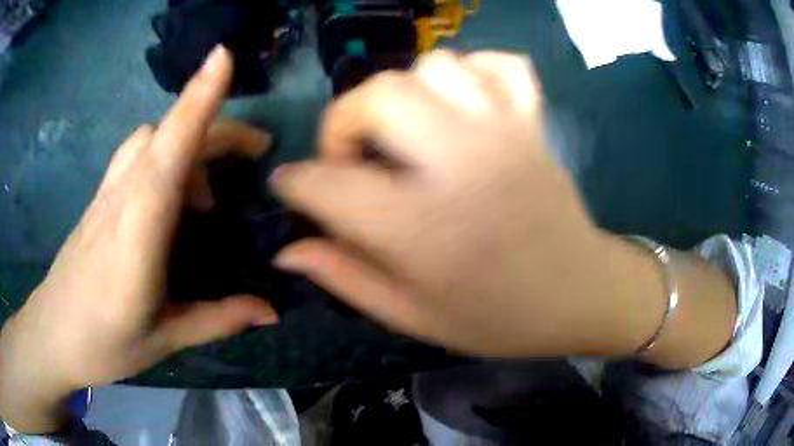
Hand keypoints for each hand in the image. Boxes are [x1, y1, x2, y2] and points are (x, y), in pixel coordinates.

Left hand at [0, 46, 276, 432]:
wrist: (52, 334)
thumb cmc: (101, 343)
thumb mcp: (163, 340)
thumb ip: (217, 319)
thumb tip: (271, 311)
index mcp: (137, 234)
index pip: (168, 152)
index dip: (196, 100)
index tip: (224, 57)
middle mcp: (121, 198)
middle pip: (168, 134)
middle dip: (217, 125)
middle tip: (256, 153)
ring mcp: (106, 193)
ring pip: (151, 138)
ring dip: (189, 142)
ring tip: (210, 193)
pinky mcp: (100, 197)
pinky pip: (137, 154)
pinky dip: (166, 155)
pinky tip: (173, 198)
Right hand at [271, 50, 668, 358]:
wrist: (581, 294)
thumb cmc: (499, 318)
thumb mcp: (414, 316)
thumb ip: (345, 278)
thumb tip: (287, 251)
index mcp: (424, 230)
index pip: (329, 184)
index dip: (296, 182)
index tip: (290, 186)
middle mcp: (462, 165)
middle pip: (379, 94)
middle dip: (344, 120)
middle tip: (354, 157)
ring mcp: (505, 133)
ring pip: (435, 65)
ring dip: (404, 93)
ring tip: (407, 133)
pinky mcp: (533, 123)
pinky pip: (500, 64)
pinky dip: (472, 71)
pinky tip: (462, 104)